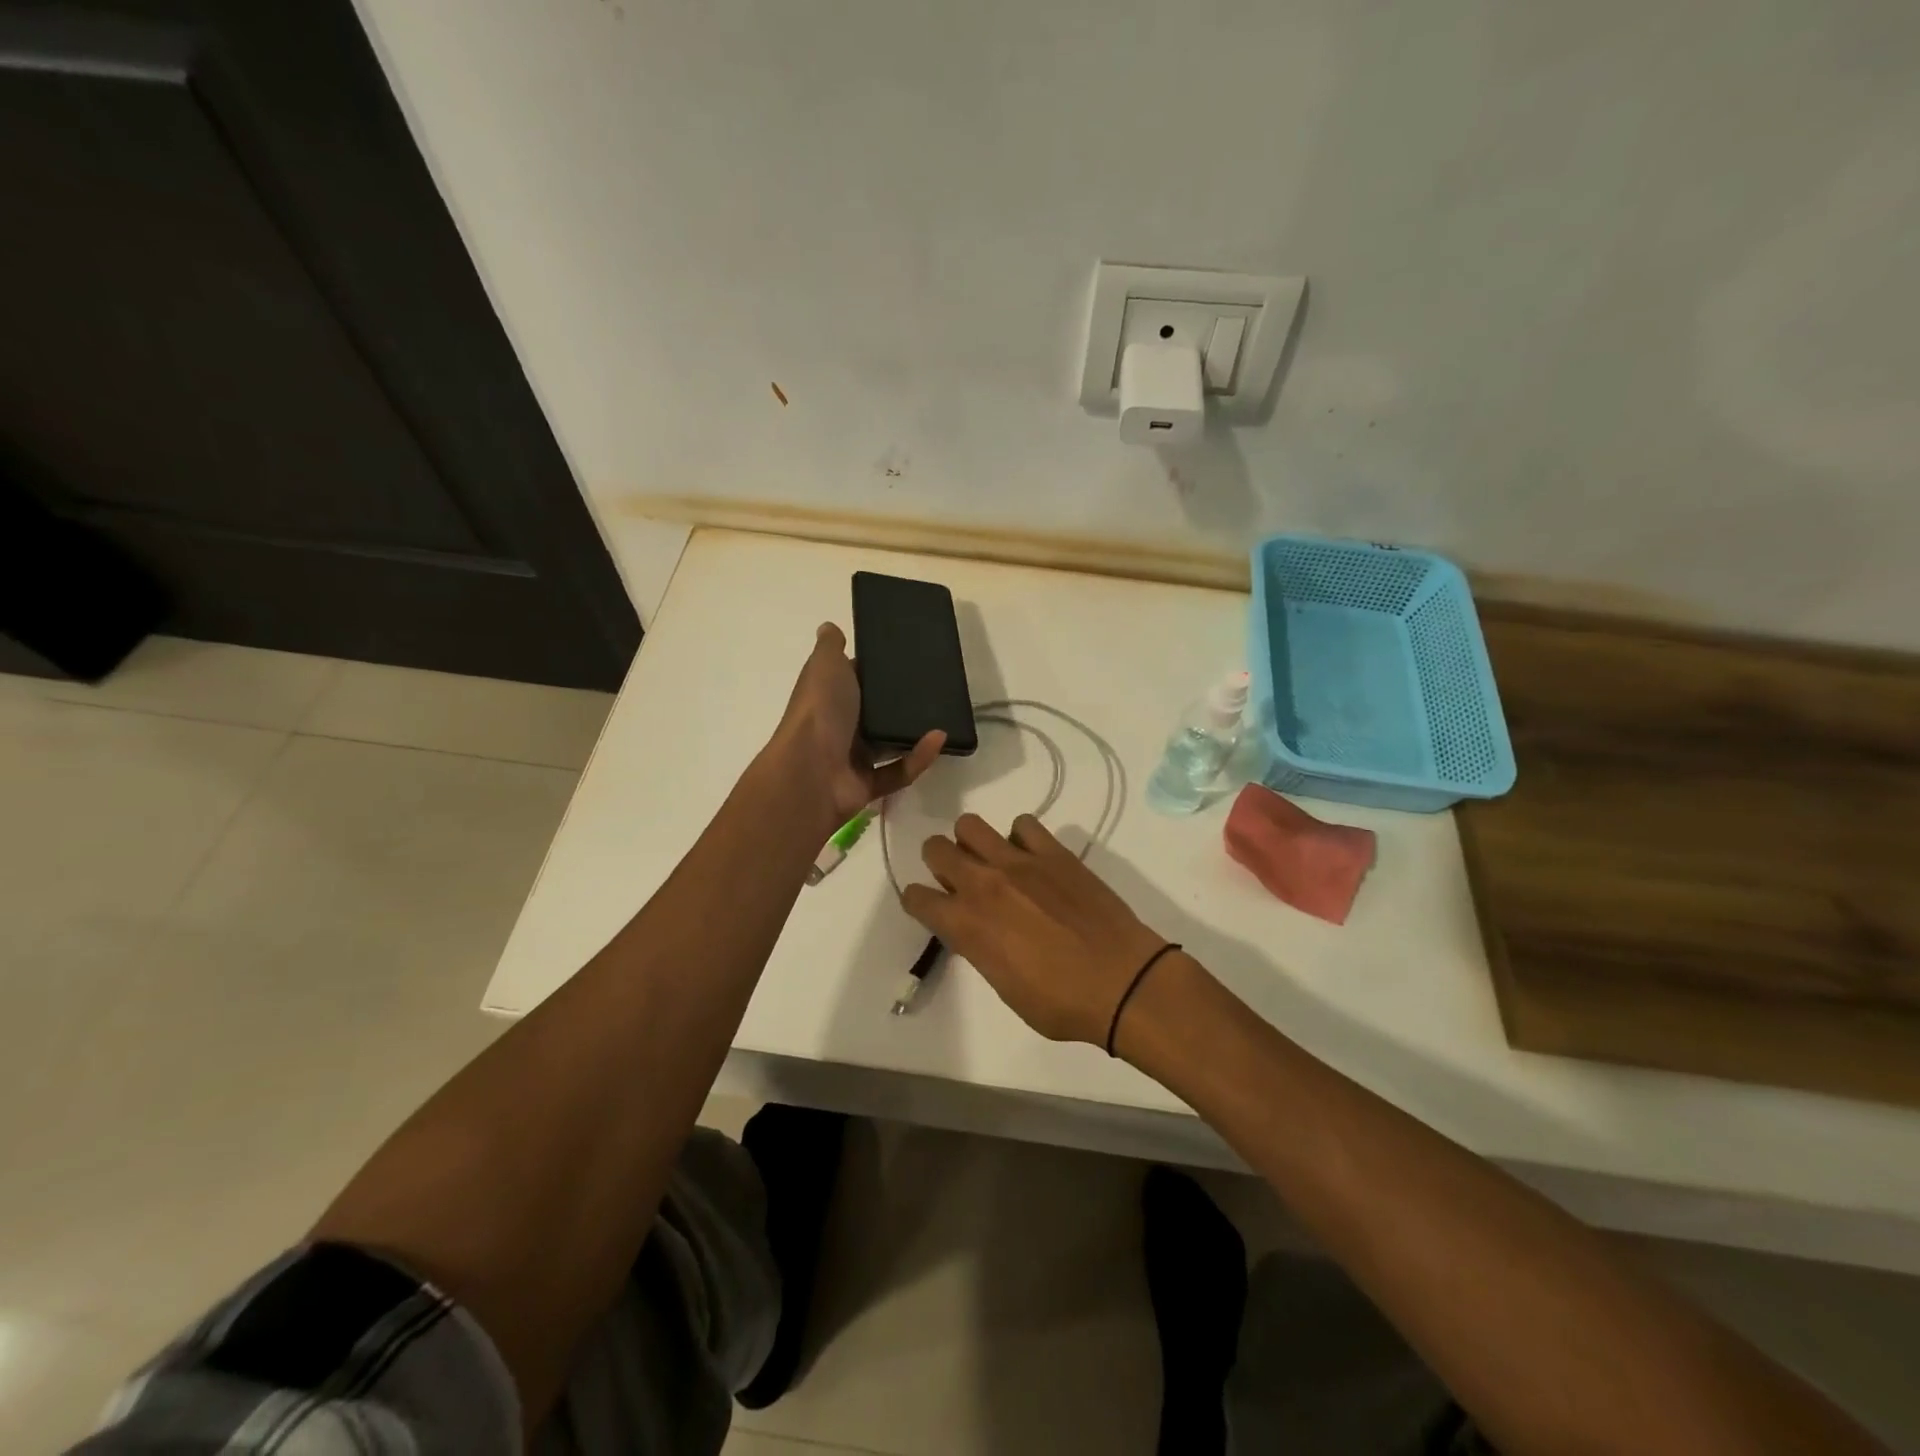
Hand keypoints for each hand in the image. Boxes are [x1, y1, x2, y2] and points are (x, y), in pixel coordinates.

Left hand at [771, 623, 943, 837]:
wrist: (810, 771)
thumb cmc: (820, 711)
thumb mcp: (825, 666)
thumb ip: (830, 646)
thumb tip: (830, 627)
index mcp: (828, 697)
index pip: (853, 680)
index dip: (875, 670)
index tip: (907, 659)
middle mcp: (838, 726)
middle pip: (873, 713)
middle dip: (900, 704)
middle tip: (935, 687)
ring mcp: (852, 758)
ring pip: (888, 744)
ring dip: (913, 732)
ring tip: (944, 714)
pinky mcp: (867, 785)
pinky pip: (899, 772)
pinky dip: (919, 758)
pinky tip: (939, 739)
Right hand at [902, 813, 1172, 1045]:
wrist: (1122, 982)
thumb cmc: (1061, 1002)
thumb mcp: (1004, 987)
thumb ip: (980, 948)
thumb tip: (976, 928)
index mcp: (966, 924)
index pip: (917, 897)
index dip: (918, 901)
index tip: (930, 907)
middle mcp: (983, 884)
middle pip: (935, 848)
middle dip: (939, 862)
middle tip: (960, 879)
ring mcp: (1019, 862)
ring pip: (970, 825)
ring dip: (972, 842)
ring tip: (993, 862)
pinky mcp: (1053, 852)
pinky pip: (1023, 824)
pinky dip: (1020, 838)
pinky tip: (1033, 858)